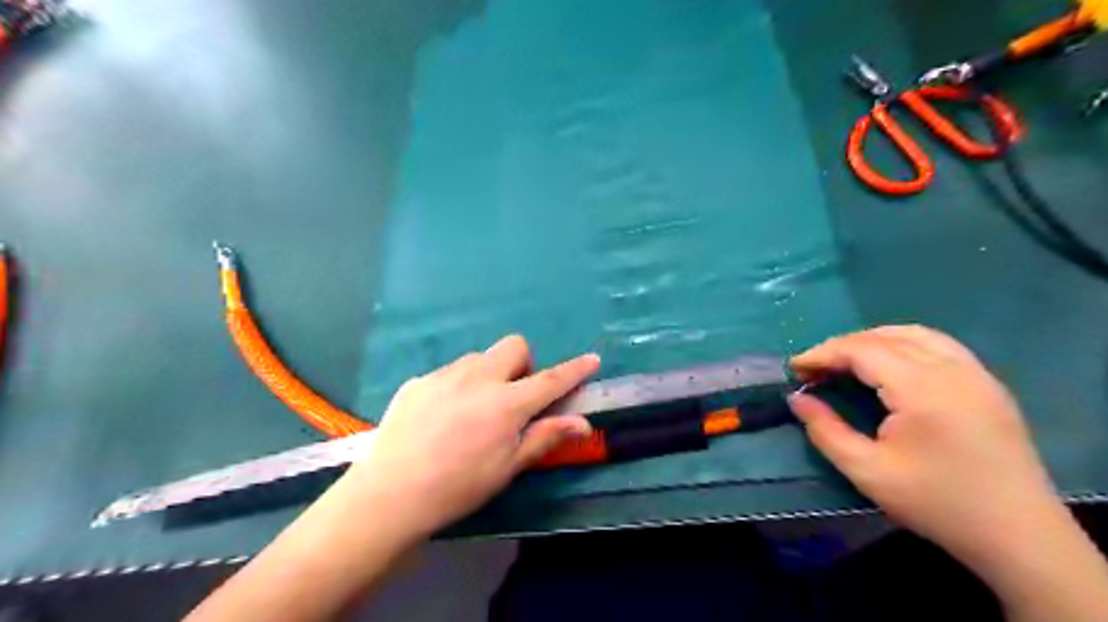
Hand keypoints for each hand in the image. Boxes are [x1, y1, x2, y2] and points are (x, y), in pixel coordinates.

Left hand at [348, 336, 602, 534]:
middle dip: (523, 364)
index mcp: (506, 403)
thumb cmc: (458, 487)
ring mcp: (445, 376)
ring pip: (479, 358)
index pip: (551, 380)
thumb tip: (583, 423)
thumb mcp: (508, 467)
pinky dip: (458, 386)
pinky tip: (441, 417)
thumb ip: (545, 437)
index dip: (575, 370)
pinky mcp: (419, 381)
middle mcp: (478, 378)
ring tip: (473, 409)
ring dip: (488, 375)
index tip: (592, 359)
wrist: (390, 494)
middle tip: (513, 397)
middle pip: (514, 346)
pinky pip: (449, 373)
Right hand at [788, 329, 1054, 564]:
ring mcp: (976, 373)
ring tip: (846, 362)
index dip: (822, 353)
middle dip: (842, 347)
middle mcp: (952, 369)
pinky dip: (904, 344)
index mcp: (922, 389)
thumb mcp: (867, 471)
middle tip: (815, 369)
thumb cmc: (937, 503)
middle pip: (884, 337)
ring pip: (914, 334)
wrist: (1019, 535)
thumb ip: (825, 430)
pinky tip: (890, 365)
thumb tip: (797, 399)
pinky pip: (939, 345)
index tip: (794, 368)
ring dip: (873, 340)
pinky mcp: (988, 384)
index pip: (861, 350)